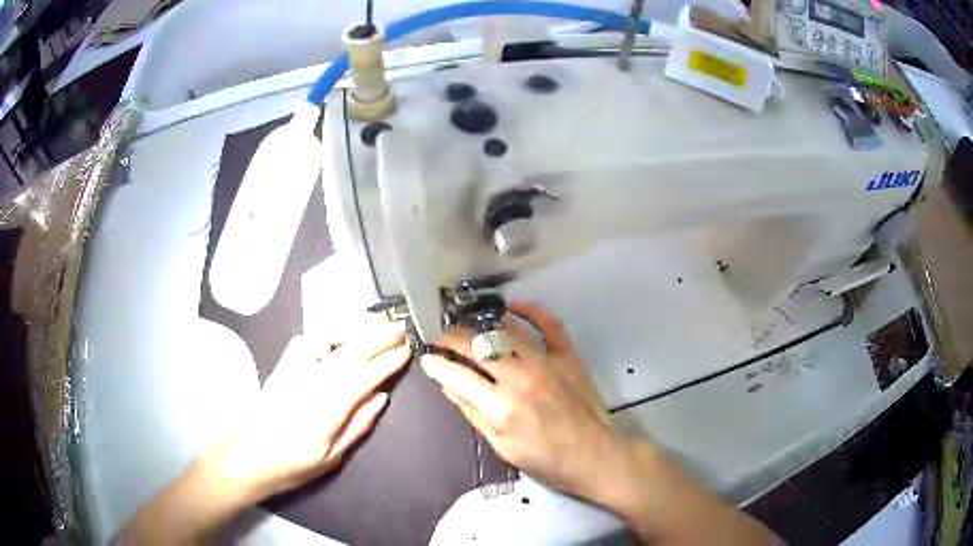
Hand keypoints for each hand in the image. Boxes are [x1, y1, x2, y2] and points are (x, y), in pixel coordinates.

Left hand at [210, 321, 410, 498]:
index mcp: (328, 407)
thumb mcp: (331, 457)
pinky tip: (331, 342)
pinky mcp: (280, 369)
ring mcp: (293, 371)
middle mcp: (312, 381)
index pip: (365, 375)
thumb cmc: (291, 466)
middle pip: (350, 352)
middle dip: (377, 338)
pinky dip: (322, 337)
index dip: (388, 361)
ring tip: (373, 330)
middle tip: (399, 331)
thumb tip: (381, 397)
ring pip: (329, 342)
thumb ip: (358, 425)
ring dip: (354, 333)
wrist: (245, 457)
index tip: (407, 350)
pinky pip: (303, 343)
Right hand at [420, 301, 625, 499]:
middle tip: (441, 339)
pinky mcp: (567, 356)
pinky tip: (513, 305)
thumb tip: (447, 386)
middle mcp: (519, 377)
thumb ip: (473, 413)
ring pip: (505, 332)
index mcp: (500, 406)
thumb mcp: (502, 446)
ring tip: (468, 327)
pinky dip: (531, 311)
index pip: (457, 375)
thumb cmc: (546, 460)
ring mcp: (545, 362)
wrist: (594, 455)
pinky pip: (549, 325)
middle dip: (452, 339)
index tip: (426, 357)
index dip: (436, 363)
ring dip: (481, 326)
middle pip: (476, 347)